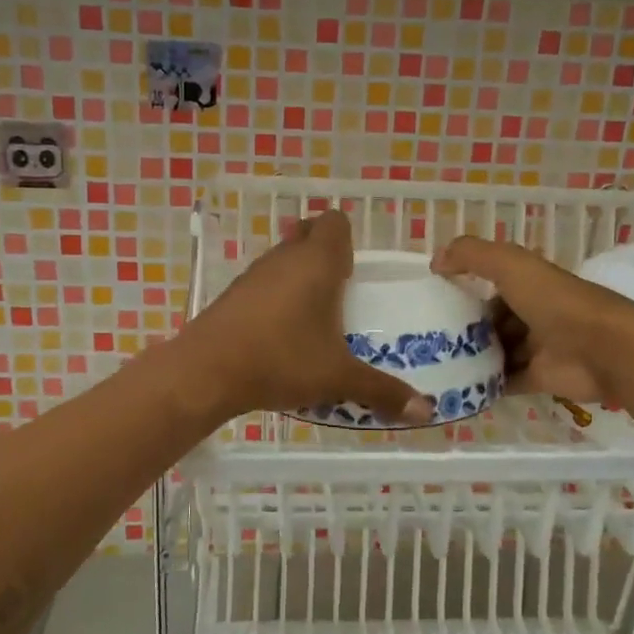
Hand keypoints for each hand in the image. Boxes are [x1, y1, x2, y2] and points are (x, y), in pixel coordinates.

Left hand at [184, 211, 436, 424]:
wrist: (207, 371)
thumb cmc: (282, 360)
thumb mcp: (338, 377)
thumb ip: (382, 390)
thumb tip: (426, 411)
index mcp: (317, 262)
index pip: (335, 222)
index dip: (348, 239)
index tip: (356, 271)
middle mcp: (284, 257)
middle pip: (307, 234)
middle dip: (325, 255)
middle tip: (342, 292)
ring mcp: (254, 274)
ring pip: (283, 259)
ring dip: (299, 276)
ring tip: (314, 316)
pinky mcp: (232, 294)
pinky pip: (263, 283)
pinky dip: (275, 297)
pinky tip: (280, 334)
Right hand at [431, 237, 633, 404]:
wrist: (603, 349)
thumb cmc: (555, 301)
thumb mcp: (510, 264)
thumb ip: (471, 255)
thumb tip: (435, 262)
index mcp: (530, 284)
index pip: (492, 284)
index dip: (466, 289)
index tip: (434, 301)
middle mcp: (534, 313)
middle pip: (492, 321)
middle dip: (464, 328)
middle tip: (428, 339)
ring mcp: (537, 348)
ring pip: (497, 352)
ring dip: (472, 357)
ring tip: (434, 364)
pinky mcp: (539, 379)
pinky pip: (505, 382)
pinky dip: (484, 385)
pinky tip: (455, 386)